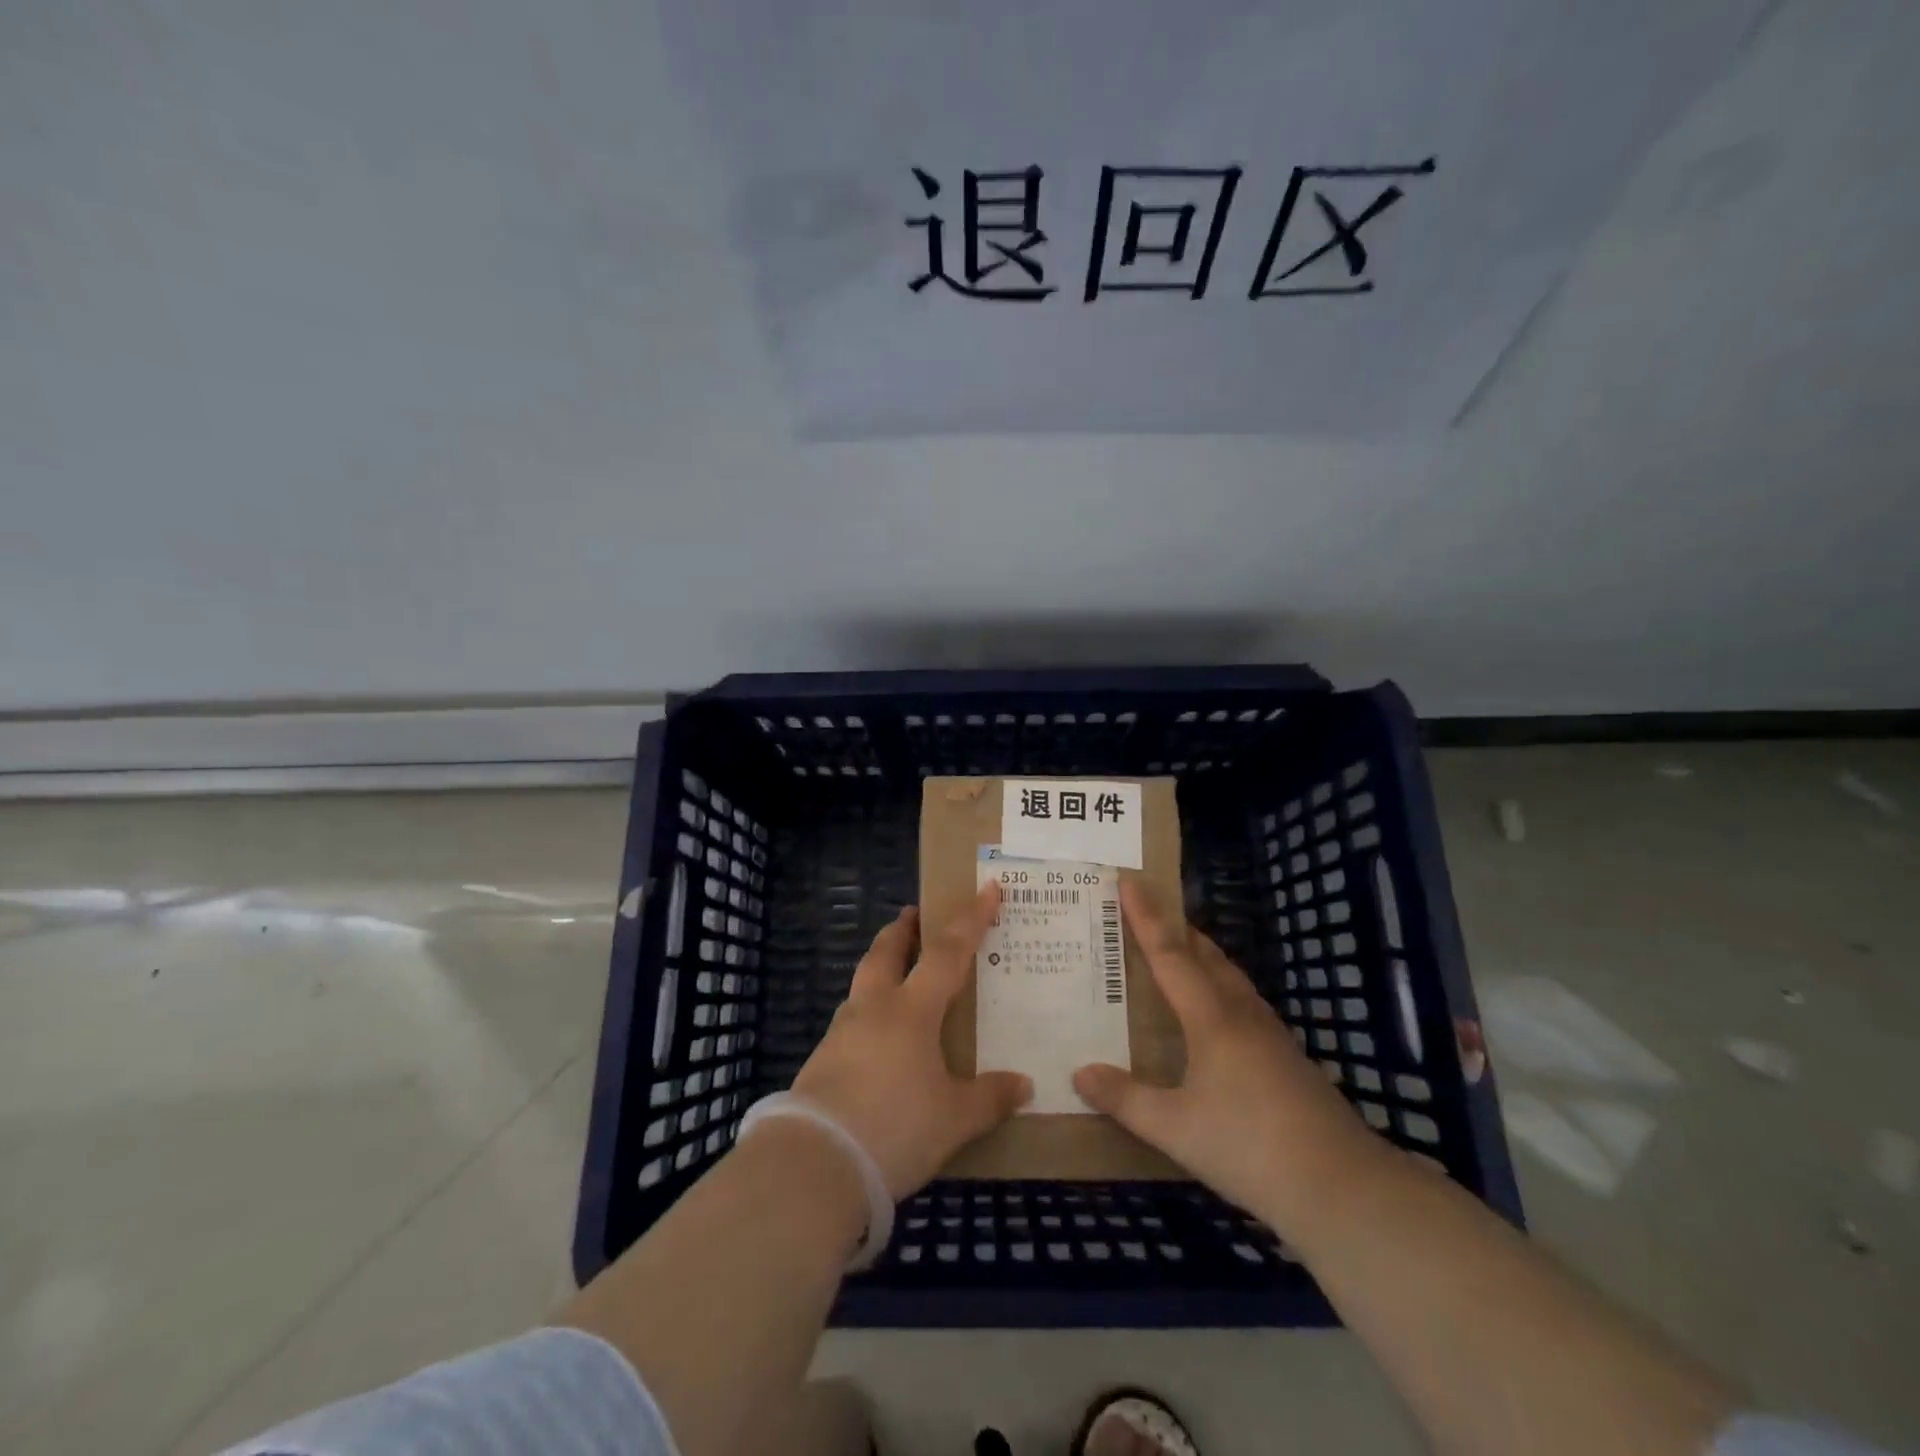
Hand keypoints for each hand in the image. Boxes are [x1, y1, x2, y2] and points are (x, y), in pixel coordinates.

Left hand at [791, 883, 1031, 1198]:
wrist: (815, 1164)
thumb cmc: (895, 1127)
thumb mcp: (954, 1119)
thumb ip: (989, 1098)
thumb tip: (1023, 1085)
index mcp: (911, 1010)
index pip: (948, 952)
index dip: (971, 919)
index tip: (987, 888)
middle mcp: (873, 1009)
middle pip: (885, 952)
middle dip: (902, 930)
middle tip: (914, 915)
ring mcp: (841, 1032)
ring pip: (863, 984)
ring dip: (880, 968)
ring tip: (897, 976)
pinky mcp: (822, 1061)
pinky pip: (851, 1020)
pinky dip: (869, 1012)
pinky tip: (878, 1039)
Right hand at [1072, 880, 1381, 1235]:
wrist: (1341, 1186)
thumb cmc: (1249, 1147)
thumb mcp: (1175, 1128)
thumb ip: (1126, 1100)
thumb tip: (1079, 1072)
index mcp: (1211, 1019)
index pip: (1170, 955)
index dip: (1146, 917)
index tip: (1129, 880)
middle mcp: (1241, 1014)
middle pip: (1206, 956)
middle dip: (1176, 929)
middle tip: (1149, 911)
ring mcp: (1271, 1035)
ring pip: (1230, 978)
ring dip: (1202, 956)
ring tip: (1181, 953)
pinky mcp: (1288, 1058)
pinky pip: (1245, 1002)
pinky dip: (1221, 987)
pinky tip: (1219, 1013)